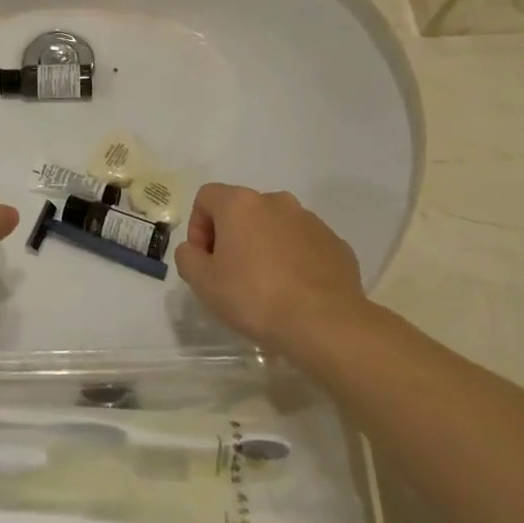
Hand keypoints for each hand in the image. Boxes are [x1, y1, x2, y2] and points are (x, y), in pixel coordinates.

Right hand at [174, 184, 370, 361]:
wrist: (325, 325)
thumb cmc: (255, 297)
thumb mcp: (202, 282)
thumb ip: (187, 257)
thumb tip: (195, 250)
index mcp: (241, 203)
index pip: (206, 197)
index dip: (198, 226)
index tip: (204, 260)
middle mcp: (276, 202)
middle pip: (242, 210)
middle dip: (232, 237)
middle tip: (231, 274)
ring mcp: (311, 221)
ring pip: (275, 226)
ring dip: (264, 246)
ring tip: (266, 286)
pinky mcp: (336, 244)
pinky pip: (304, 245)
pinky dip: (294, 260)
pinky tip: (295, 292)